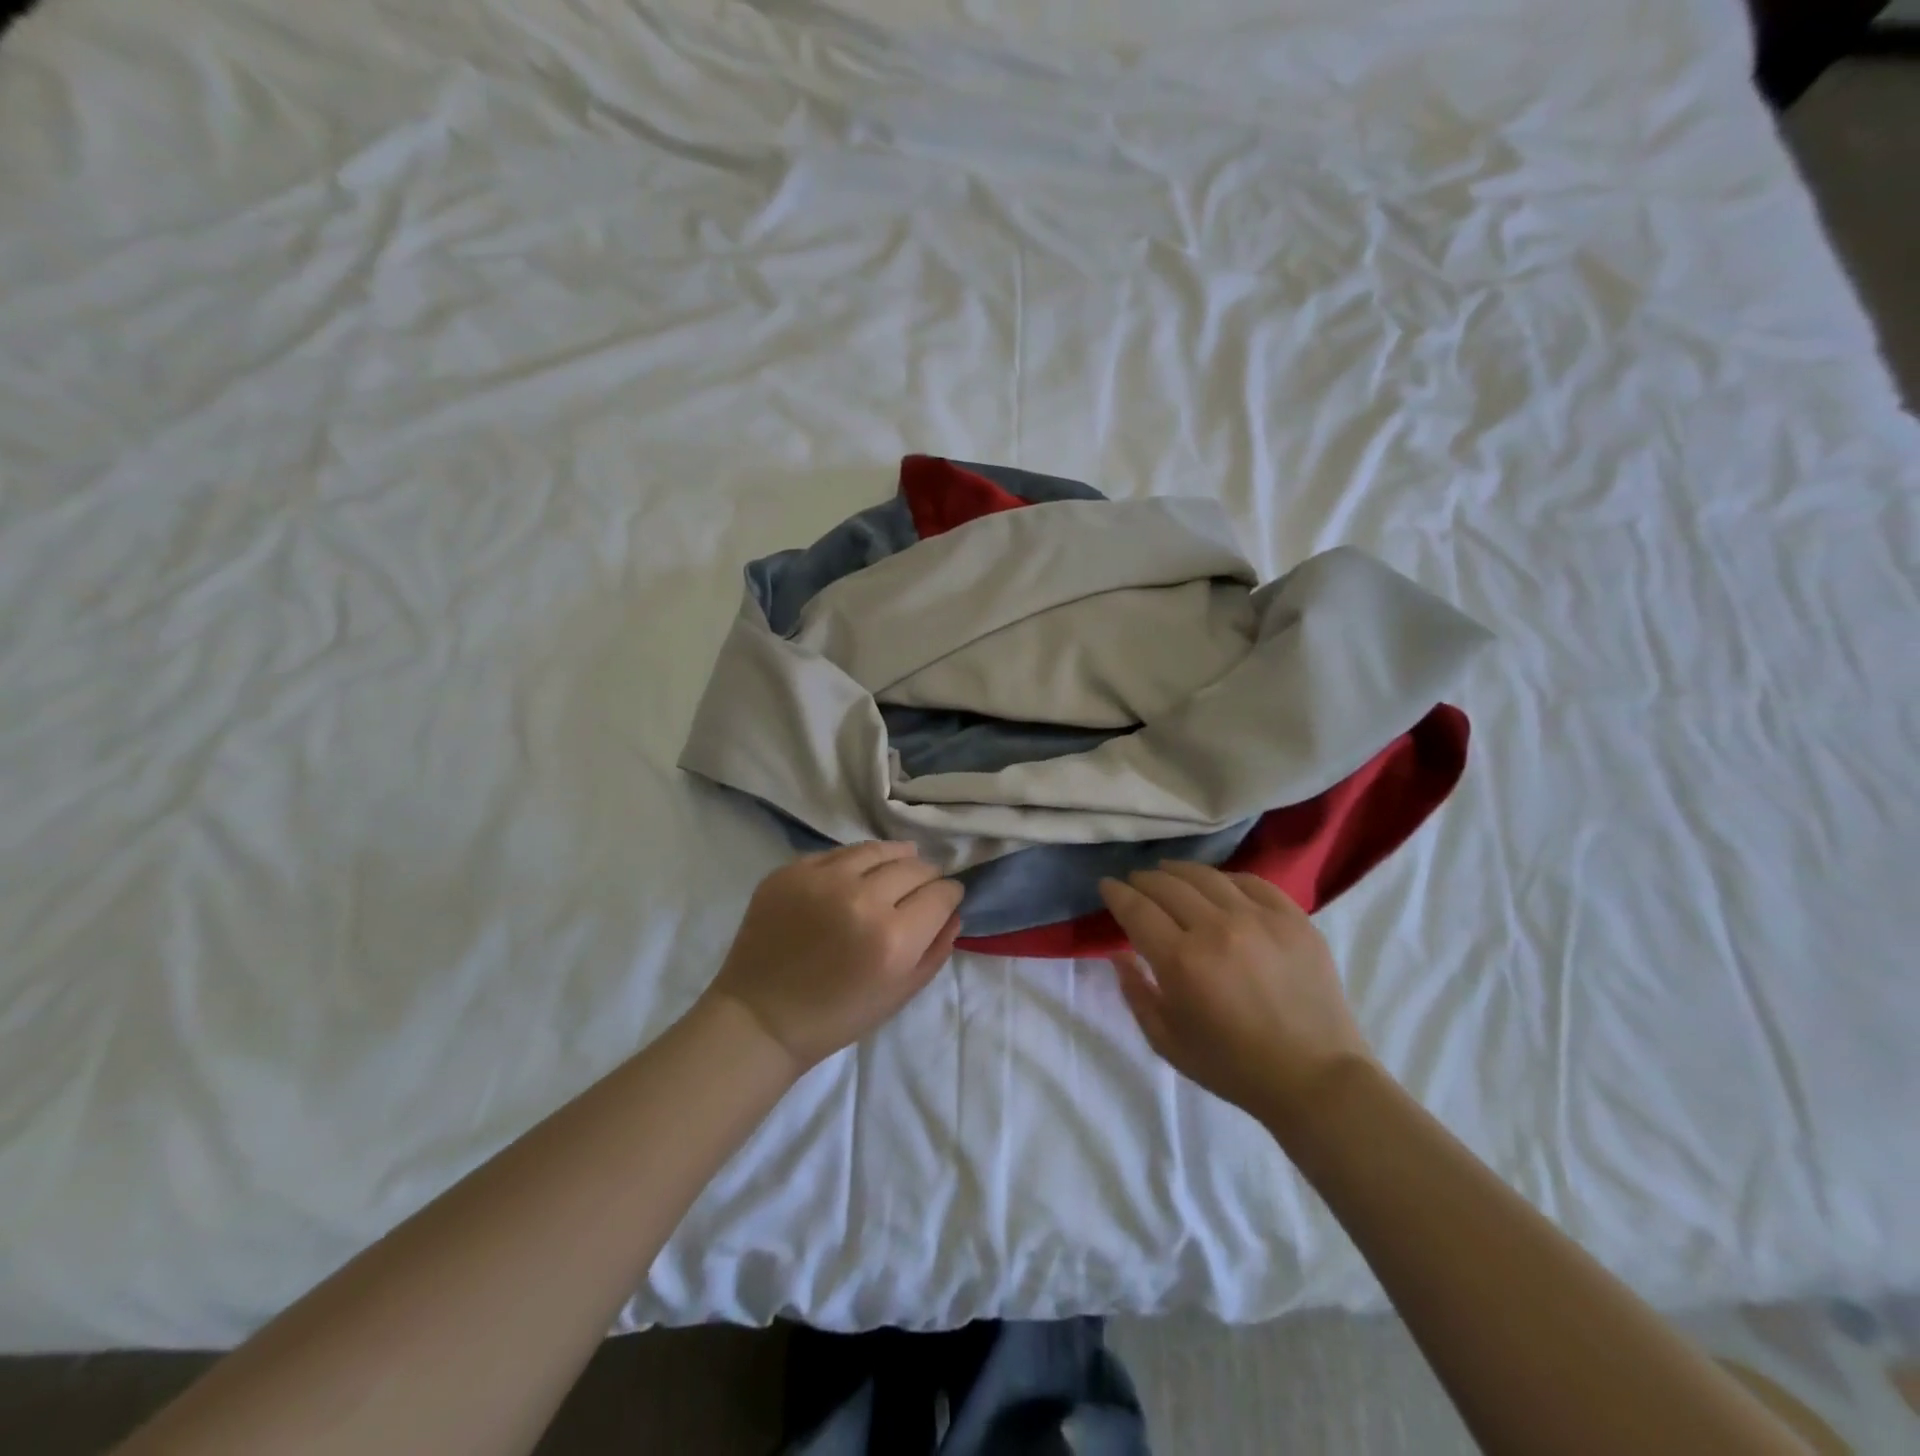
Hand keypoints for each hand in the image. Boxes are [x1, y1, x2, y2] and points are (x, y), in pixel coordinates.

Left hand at [703, 843, 963, 1073]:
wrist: (761, 1017)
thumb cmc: (836, 1017)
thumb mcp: (900, 994)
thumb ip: (935, 950)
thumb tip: (953, 911)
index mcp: (893, 938)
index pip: (941, 894)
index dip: (950, 894)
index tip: (947, 898)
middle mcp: (861, 899)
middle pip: (915, 867)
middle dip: (927, 876)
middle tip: (923, 887)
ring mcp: (822, 879)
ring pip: (879, 850)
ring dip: (896, 858)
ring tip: (898, 866)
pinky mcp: (792, 871)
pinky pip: (839, 853)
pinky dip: (856, 861)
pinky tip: (857, 874)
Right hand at [1098, 863, 1373, 1127]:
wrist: (1316, 1079)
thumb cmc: (1233, 1066)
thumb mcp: (1167, 1041)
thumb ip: (1135, 993)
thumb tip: (1117, 954)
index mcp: (1181, 960)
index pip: (1136, 908)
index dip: (1116, 892)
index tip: (1107, 885)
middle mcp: (1216, 928)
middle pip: (1167, 885)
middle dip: (1143, 879)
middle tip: (1136, 882)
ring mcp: (1259, 918)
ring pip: (1207, 876)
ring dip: (1179, 871)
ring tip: (1169, 872)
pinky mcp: (1293, 918)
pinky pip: (1252, 882)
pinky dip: (1226, 879)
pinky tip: (1218, 885)